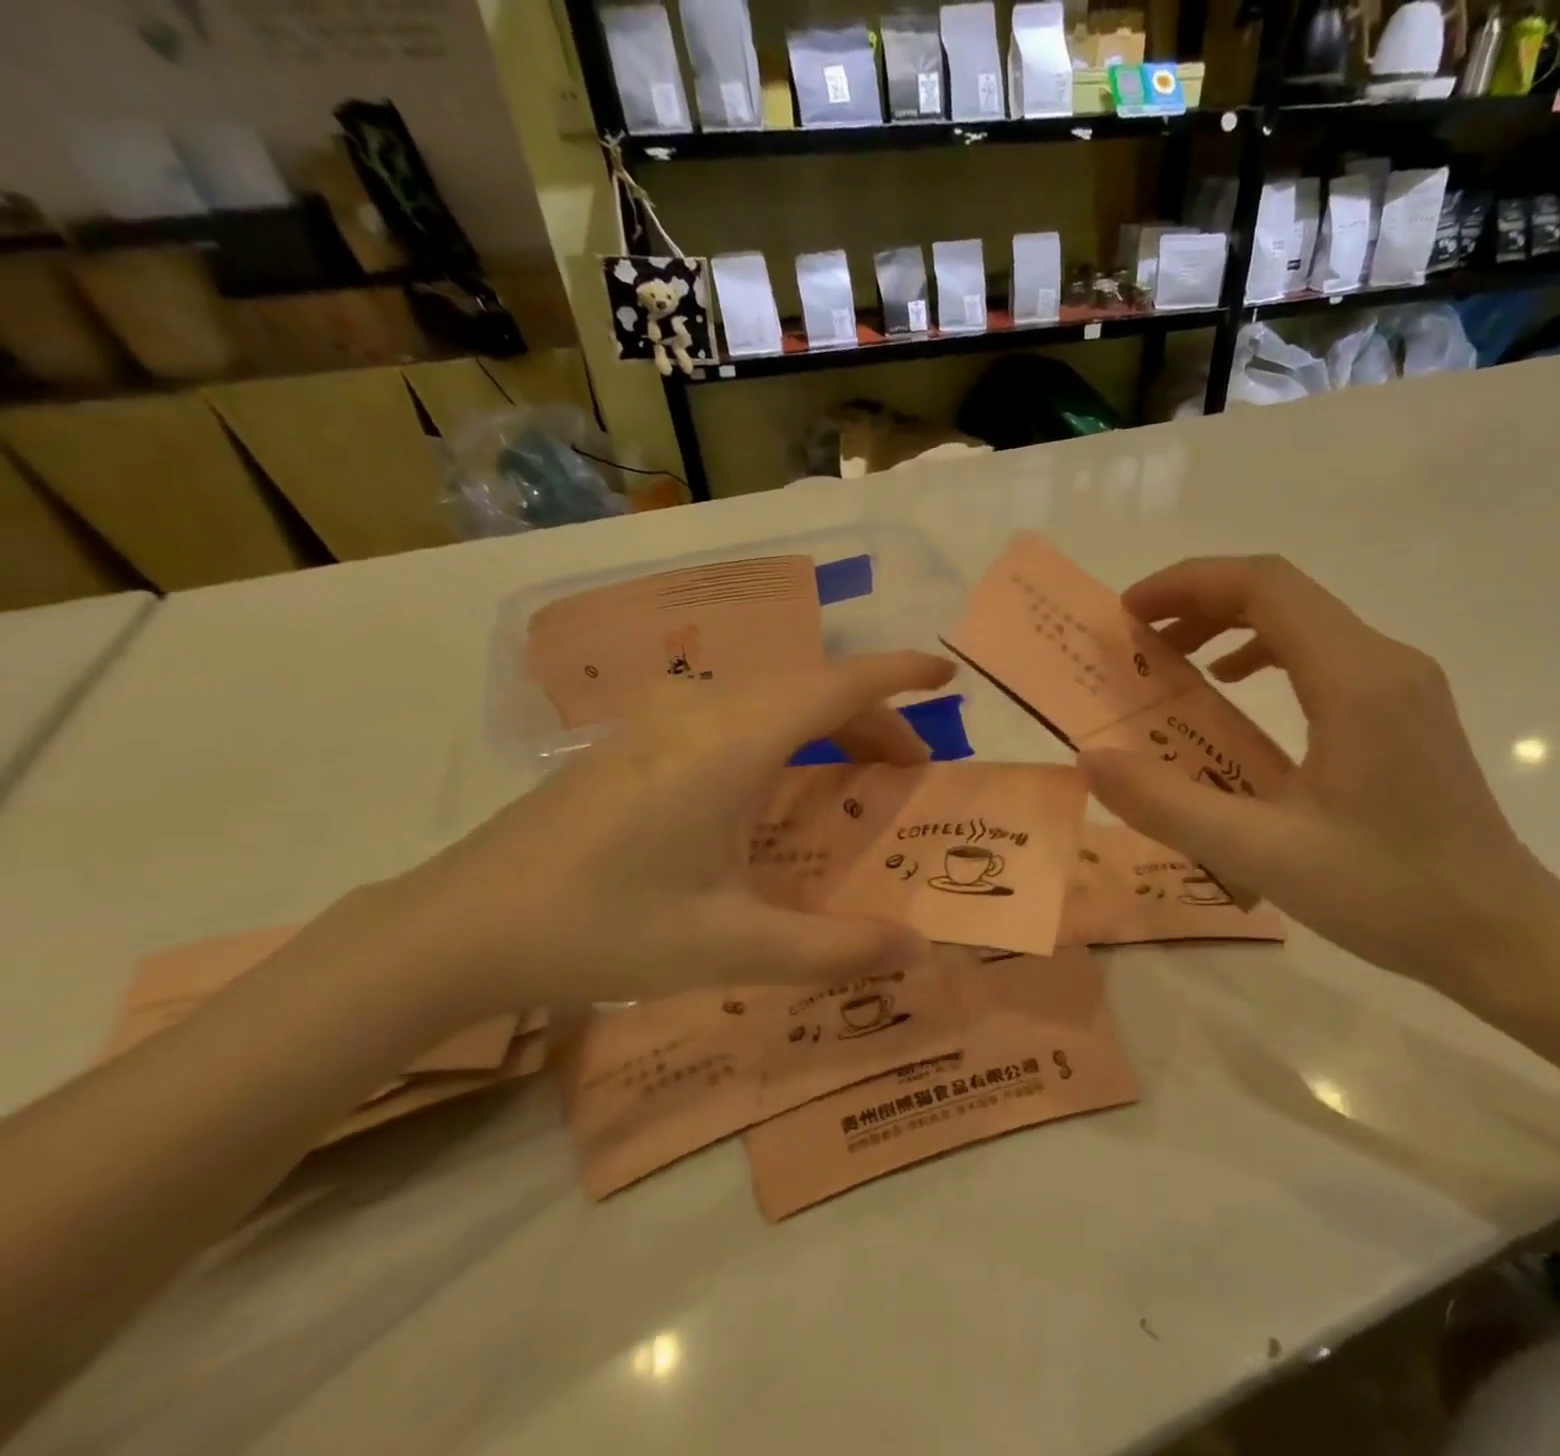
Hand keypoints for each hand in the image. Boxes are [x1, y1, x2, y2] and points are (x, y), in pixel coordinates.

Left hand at [345, 651, 955, 1023]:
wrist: (461, 925)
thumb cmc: (601, 927)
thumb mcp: (727, 947)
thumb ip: (831, 949)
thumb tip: (914, 950)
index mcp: (733, 743)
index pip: (839, 685)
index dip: (900, 675)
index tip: (947, 675)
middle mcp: (701, 711)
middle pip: (811, 689)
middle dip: (873, 720)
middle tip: (908, 773)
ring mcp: (661, 720)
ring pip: (770, 699)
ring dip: (825, 726)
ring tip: (854, 777)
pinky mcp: (634, 739)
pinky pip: (733, 714)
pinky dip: (781, 733)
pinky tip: (773, 786)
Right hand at [1079, 556, 1553, 989]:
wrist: (1502, 934)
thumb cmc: (1388, 893)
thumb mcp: (1262, 854)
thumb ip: (1167, 805)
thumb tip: (1091, 760)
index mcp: (1355, 679)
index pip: (1264, 585)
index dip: (1187, 584)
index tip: (1127, 613)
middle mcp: (1384, 660)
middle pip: (1281, 592)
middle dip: (1198, 600)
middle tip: (1135, 637)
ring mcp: (1400, 682)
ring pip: (1302, 618)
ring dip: (1228, 623)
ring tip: (1171, 660)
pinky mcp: (1402, 707)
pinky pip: (1321, 653)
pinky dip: (1262, 652)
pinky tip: (1232, 691)